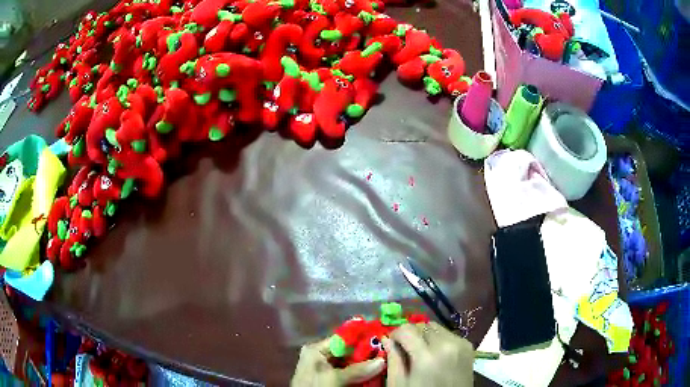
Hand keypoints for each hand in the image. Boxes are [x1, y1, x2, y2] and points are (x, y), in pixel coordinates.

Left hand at [291, 338, 385, 385]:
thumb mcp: (334, 378)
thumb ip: (357, 369)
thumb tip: (383, 360)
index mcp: (317, 350)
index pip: (343, 338)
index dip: (362, 337)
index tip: (382, 337)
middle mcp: (323, 357)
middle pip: (350, 351)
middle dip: (368, 353)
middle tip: (387, 352)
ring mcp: (328, 369)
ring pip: (353, 363)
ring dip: (368, 365)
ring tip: (386, 361)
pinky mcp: (334, 380)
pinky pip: (352, 374)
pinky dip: (363, 374)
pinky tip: (376, 373)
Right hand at [383, 322, 473, 386]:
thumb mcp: (400, 384)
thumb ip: (393, 360)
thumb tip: (387, 340)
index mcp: (427, 356)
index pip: (407, 329)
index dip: (396, 334)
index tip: (392, 344)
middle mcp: (447, 344)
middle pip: (422, 325)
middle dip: (411, 334)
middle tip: (405, 349)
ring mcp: (460, 344)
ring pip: (436, 327)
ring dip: (425, 336)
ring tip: (421, 352)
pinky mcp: (469, 346)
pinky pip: (449, 334)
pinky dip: (438, 340)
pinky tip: (435, 355)